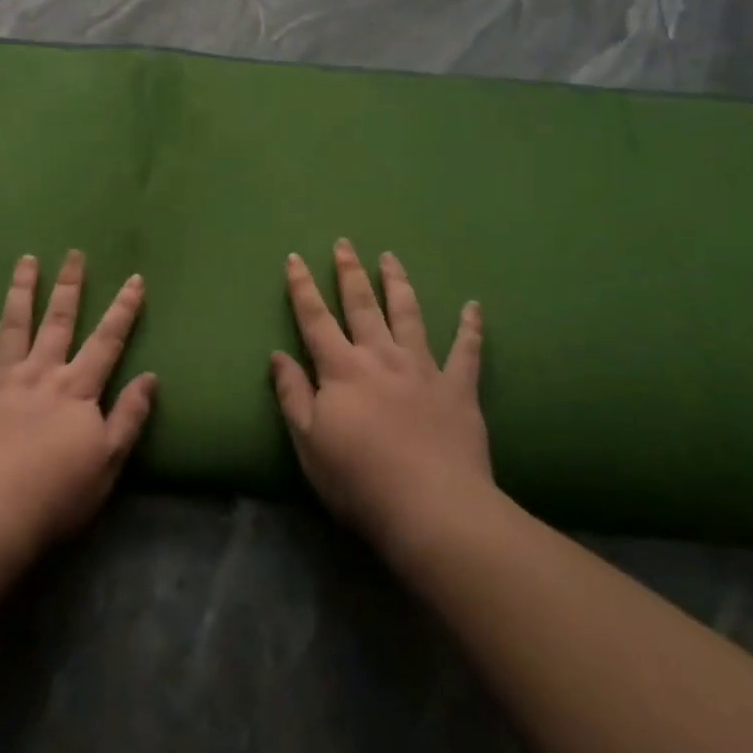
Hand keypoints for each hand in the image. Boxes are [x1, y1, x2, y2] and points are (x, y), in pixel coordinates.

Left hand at [0, 251, 157, 554]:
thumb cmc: (57, 493)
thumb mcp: (109, 461)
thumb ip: (130, 416)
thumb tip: (150, 377)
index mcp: (77, 389)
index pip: (107, 341)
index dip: (123, 310)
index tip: (134, 279)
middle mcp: (41, 373)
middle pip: (59, 321)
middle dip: (69, 286)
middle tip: (74, 254)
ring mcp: (1, 379)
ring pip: (13, 325)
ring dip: (20, 290)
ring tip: (25, 260)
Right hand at [270, 239, 493, 558]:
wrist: (432, 510)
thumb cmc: (359, 480)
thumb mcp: (308, 441)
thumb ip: (292, 394)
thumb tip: (278, 355)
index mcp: (342, 369)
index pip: (315, 319)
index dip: (302, 288)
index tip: (295, 258)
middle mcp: (381, 357)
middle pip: (362, 305)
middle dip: (350, 272)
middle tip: (345, 243)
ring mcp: (423, 369)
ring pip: (408, 315)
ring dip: (398, 284)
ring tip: (391, 258)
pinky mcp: (458, 389)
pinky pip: (467, 352)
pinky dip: (470, 327)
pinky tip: (474, 306)